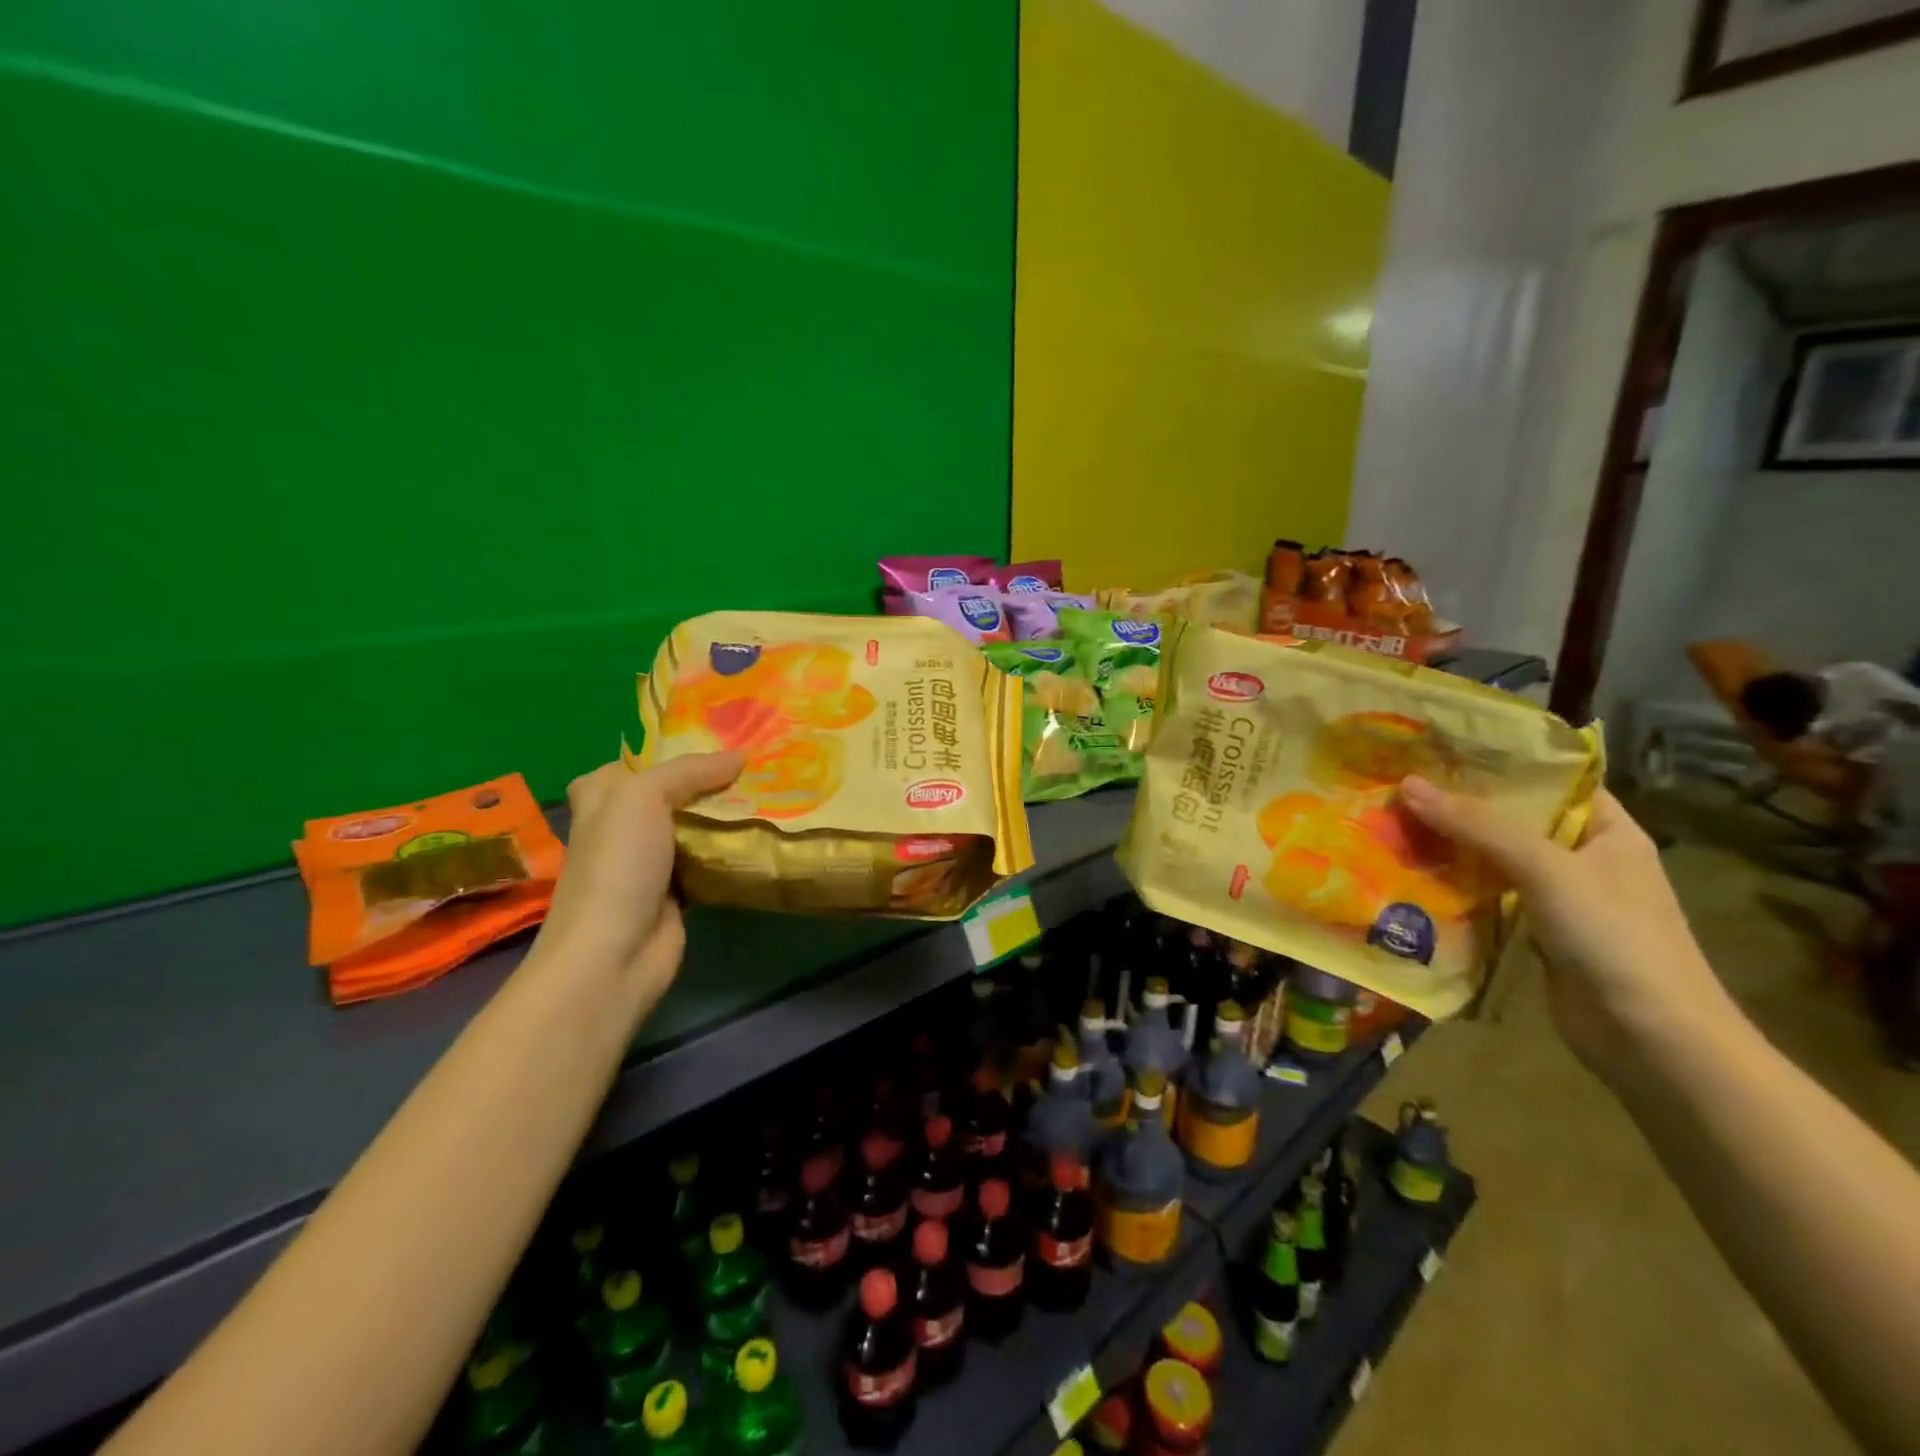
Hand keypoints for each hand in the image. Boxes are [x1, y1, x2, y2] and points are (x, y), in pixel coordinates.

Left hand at [533, 753, 743, 1002]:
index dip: (673, 748)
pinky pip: (710, 859)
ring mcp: (651, 860)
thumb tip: (742, 756)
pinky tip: (764, 835)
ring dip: (727, 814)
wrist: (613, 953)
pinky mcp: (677, 891)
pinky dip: (732, 850)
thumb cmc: (617, 864)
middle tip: (758, 764)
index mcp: (602, 796)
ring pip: (695, 825)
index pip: (637, 761)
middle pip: (673, 792)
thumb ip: (690, 770)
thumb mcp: (643, 796)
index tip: (721, 736)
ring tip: (772, 791)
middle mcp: (623, 825)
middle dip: (711, 779)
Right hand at [1397, 777, 1732, 1075]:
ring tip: (1390, 819)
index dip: (1499, 761)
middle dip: (1459, 803)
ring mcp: (1558, 897)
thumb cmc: (1615, 937)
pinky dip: (1452, 883)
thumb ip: (1478, 825)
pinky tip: (1408, 870)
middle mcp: (1583, 857)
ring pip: (1493, 857)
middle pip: (1512, 818)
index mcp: (1607, 830)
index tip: (1438, 746)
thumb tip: (1406, 784)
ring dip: (1448, 844)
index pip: (1550, 779)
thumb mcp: (1547, 868)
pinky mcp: (1533, 931)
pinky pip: (1486, 894)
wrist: (1650, 1040)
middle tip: (1397, 781)